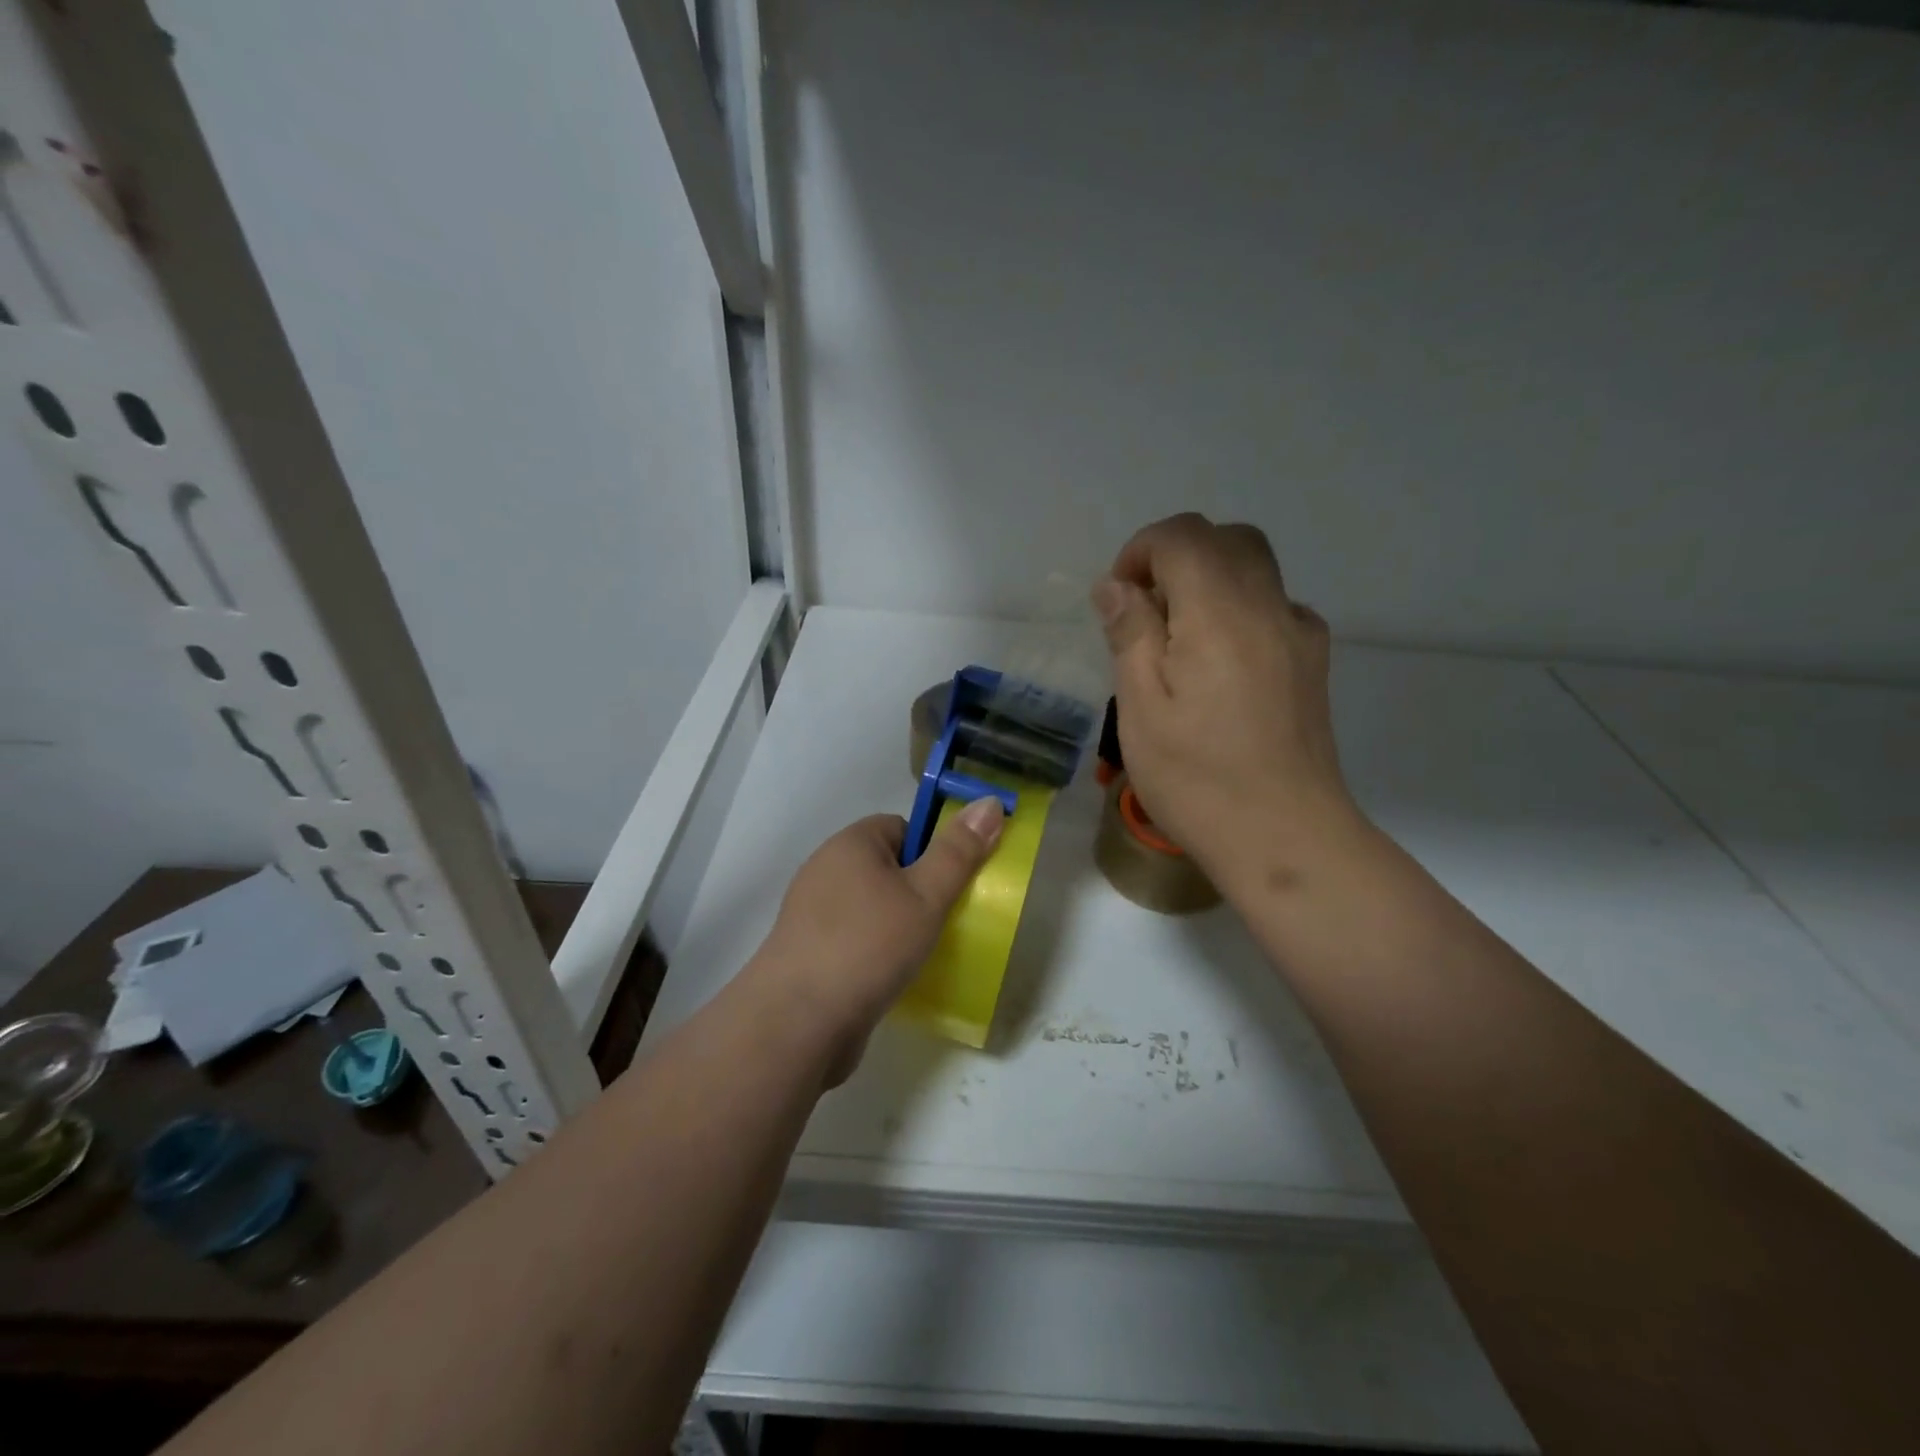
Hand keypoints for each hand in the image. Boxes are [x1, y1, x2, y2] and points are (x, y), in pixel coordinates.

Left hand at [750, 800, 1004, 1081]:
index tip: (953, 885)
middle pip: (888, 868)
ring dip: (899, 926)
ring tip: (926, 952)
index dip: (933, 851)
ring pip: (872, 907)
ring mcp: (813, 914)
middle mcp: (826, 870)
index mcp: (851, 843)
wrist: (797, 1023)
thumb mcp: (926, 895)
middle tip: (947, 920)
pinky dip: (876, 953)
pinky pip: (855, 939)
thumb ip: (959, 852)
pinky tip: (894, 977)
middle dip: (919, 891)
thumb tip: (989, 801)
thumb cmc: (868, 946)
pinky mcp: (809, 953)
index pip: (902, 827)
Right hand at [1091, 513, 1362, 890]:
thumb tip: (1116, 584)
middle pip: (1227, 540)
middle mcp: (1269, 607)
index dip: (1141, 551)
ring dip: (1209, 580)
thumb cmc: (1197, 779)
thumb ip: (1130, 633)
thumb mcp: (1141, 708)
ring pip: (1256, 569)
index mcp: (1220, 612)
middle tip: (1145, 612)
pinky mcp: (1313, 663)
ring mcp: (1299, 634)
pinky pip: (1274, 606)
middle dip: (1177, 557)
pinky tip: (1220, 665)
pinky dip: (1239, 609)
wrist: (1286, 838)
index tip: (1118, 599)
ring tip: (1178, 641)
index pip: (1183, 536)